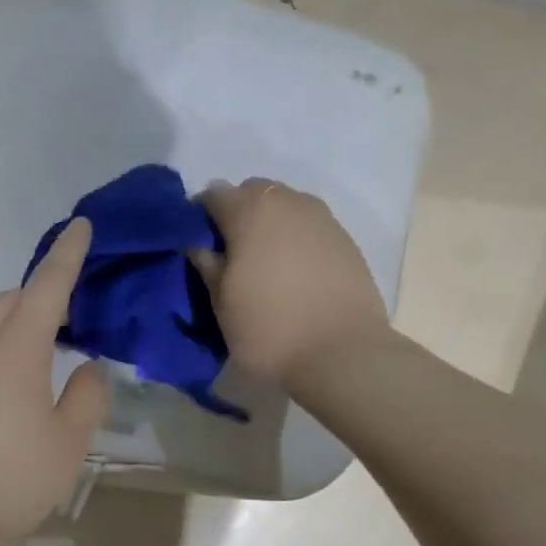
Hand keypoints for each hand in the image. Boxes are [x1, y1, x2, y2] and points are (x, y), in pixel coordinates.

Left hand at [0, 219, 109, 545]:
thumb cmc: (5, 479)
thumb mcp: (67, 445)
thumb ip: (86, 399)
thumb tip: (90, 369)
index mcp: (14, 350)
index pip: (47, 287)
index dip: (68, 255)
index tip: (80, 225)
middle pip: (9, 302)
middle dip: (40, 297)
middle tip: (70, 319)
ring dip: (15, 332)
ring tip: (42, 369)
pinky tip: (5, 405)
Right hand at [196, 178, 390, 382]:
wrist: (342, 353)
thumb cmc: (270, 329)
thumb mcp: (222, 304)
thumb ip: (207, 265)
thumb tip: (199, 244)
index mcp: (250, 210)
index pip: (213, 194)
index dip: (200, 218)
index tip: (198, 246)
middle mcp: (288, 201)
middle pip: (253, 192)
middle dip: (238, 214)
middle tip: (233, 254)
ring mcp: (322, 217)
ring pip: (286, 207)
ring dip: (271, 224)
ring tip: (267, 263)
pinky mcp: (346, 238)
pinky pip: (311, 226)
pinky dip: (297, 239)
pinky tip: (297, 272)